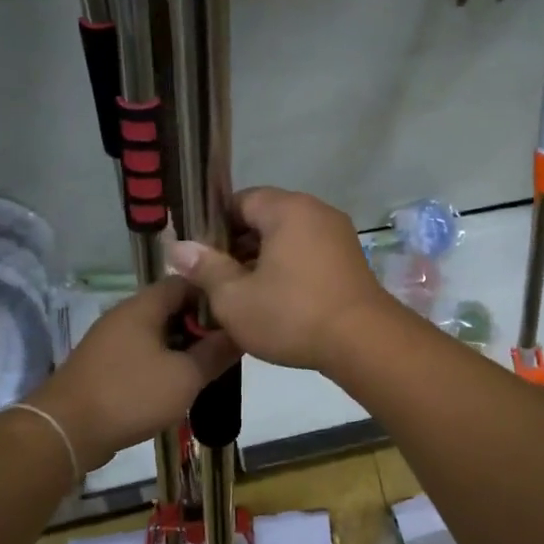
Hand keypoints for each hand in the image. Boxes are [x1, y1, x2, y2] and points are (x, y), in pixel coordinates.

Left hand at [27, 277, 236, 467]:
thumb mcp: (186, 376)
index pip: (187, 281)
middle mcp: (125, 315)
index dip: (215, 294)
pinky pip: (142, 353)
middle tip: (228, 345)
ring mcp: (111, 340)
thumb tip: (241, 332)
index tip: (237, 314)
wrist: (65, 431)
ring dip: (184, 346)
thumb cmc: (131, 395)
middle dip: (202, 324)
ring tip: (210, 366)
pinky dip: (164, 362)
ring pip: (158, 333)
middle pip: (172, 307)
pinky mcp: (104, 366)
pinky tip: (179, 383)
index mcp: (144, 306)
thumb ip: (216, 352)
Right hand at [166, 187, 398, 371]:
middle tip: (218, 281)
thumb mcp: (235, 298)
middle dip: (238, 246)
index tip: (201, 258)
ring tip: (245, 295)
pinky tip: (277, 301)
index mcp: (287, 209)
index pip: (240, 201)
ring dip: (264, 261)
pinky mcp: (351, 260)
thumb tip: (178, 247)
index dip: (215, 228)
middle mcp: (316, 211)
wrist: (364, 342)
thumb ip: (206, 268)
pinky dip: (290, 269)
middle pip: (265, 218)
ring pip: (288, 239)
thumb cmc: (293, 315)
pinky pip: (309, 254)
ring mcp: (339, 235)